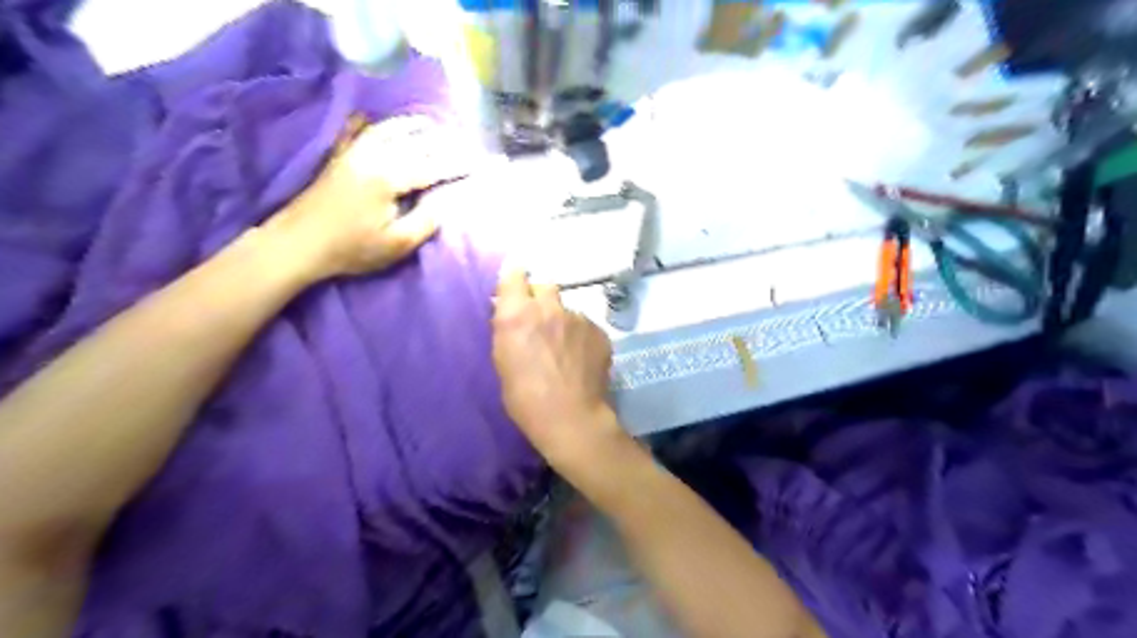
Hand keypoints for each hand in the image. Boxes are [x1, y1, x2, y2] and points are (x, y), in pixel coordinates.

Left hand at [264, 114, 464, 284]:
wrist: (298, 243)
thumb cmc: (351, 249)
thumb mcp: (397, 244)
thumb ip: (425, 221)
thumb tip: (444, 201)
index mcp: (389, 178)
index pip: (433, 167)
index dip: (457, 165)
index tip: (478, 163)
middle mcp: (373, 156)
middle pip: (414, 142)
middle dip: (441, 141)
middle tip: (463, 142)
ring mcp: (352, 153)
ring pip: (387, 129)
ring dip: (412, 125)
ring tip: (430, 124)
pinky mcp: (338, 158)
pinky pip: (355, 131)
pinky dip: (368, 122)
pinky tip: (371, 117)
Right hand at [492, 264, 625, 472]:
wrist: (571, 417)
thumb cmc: (525, 397)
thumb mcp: (502, 361)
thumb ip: (507, 329)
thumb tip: (510, 314)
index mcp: (517, 314)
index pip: (514, 275)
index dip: (516, 281)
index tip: (517, 291)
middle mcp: (549, 307)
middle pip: (545, 287)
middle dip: (540, 300)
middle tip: (540, 322)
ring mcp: (578, 317)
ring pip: (567, 310)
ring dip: (562, 321)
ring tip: (564, 349)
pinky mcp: (599, 330)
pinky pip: (586, 326)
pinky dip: (581, 337)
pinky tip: (581, 359)